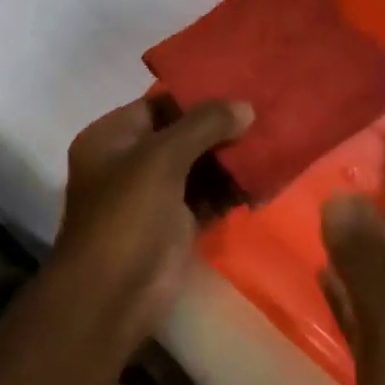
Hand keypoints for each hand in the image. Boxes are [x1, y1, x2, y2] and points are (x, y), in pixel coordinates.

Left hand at [54, 96, 253, 341]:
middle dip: (221, 128)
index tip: (241, 85)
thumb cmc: (126, 216)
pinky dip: (230, 191)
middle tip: (265, 114)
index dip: (198, 95)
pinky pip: (207, 198)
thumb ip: (203, 125)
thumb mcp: (161, 159)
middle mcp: (130, 161)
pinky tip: (263, 181)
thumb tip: (246, 106)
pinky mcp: (174, 226)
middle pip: (182, 134)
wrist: (111, 299)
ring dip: (230, 160)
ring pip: (198, 167)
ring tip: (272, 143)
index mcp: (112, 137)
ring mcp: (153, 195)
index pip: (160, 103)